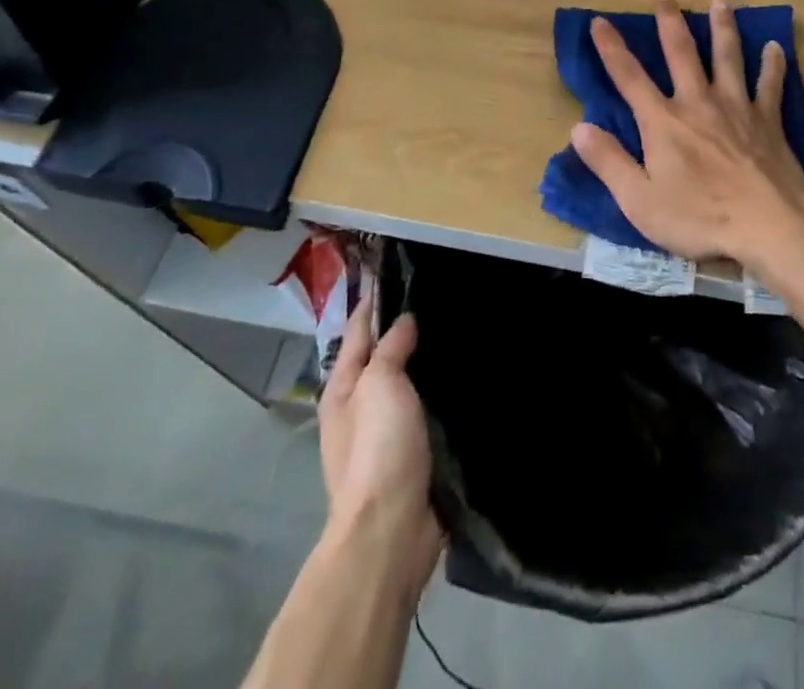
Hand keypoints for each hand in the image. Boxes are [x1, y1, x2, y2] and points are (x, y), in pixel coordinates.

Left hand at [318, 296, 442, 584]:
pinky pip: (425, 412)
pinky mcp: (411, 455)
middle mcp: (358, 408)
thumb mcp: (380, 385)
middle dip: (402, 330)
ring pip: (405, 384)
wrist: (392, 531)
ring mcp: (384, 435)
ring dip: (423, 363)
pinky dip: (437, 394)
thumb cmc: (378, 449)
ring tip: (455, 332)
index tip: (395, 271)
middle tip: (438, 297)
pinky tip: (461, 381)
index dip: (374, 302)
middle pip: (380, 357)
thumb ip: (391, 349)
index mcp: (342, 389)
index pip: (357, 330)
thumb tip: (403, 321)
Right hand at [570, 0, 803, 263]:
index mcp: (663, 121)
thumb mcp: (640, 201)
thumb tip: (578, 128)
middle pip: (681, 54)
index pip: (629, 77)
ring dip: (722, 28)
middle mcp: (697, 102)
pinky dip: (772, 64)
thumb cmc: (700, 217)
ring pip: (727, 57)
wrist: (770, 226)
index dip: (611, 48)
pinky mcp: (768, 120)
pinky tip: (775, 46)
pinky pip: (770, 84)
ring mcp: (737, 107)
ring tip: (719, 2)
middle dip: (670, 24)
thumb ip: (609, 162)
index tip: (600, 20)